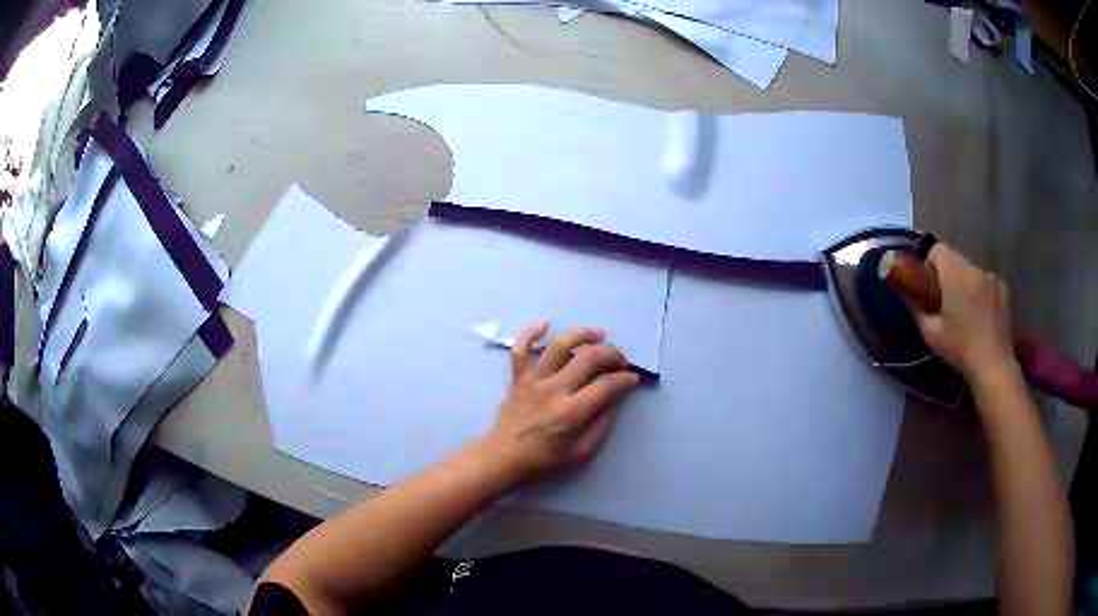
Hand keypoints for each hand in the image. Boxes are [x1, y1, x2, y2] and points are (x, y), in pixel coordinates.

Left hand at [484, 323, 639, 484]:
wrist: (504, 457)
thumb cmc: (545, 457)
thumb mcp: (582, 451)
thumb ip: (602, 423)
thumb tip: (616, 397)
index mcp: (572, 412)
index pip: (607, 385)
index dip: (625, 379)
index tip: (632, 378)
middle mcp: (554, 390)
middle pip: (588, 357)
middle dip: (612, 353)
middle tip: (620, 361)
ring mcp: (533, 379)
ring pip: (559, 344)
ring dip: (582, 334)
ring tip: (597, 335)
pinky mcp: (518, 376)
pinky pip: (520, 347)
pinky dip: (531, 331)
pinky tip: (546, 325)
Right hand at [912, 244, 1017, 380]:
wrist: (994, 367)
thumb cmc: (960, 349)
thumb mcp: (931, 334)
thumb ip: (917, 310)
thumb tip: (908, 296)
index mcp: (956, 273)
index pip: (938, 249)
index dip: (930, 265)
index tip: (929, 289)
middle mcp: (975, 268)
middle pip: (955, 260)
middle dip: (948, 277)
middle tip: (946, 306)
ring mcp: (992, 278)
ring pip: (971, 273)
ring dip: (965, 286)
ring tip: (966, 315)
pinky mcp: (1004, 290)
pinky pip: (986, 284)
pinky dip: (981, 294)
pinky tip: (981, 319)